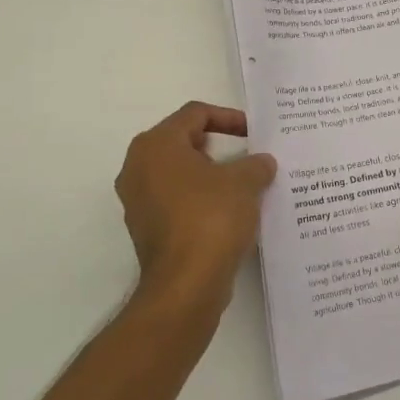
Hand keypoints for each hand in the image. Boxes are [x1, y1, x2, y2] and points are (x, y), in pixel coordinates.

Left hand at [114, 101, 276, 314]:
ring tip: (242, 184)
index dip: (228, 118)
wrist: (186, 285)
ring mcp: (138, 200)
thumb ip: (256, 164)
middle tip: (247, 155)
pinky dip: (199, 200)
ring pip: (178, 173)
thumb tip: (262, 163)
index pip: (195, 114)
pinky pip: (175, 201)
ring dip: (209, 175)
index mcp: (157, 145)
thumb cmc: (211, 218)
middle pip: (182, 141)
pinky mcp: (145, 228)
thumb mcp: (245, 182)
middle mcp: (138, 167)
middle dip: (218, 146)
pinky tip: (227, 212)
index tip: (254, 133)